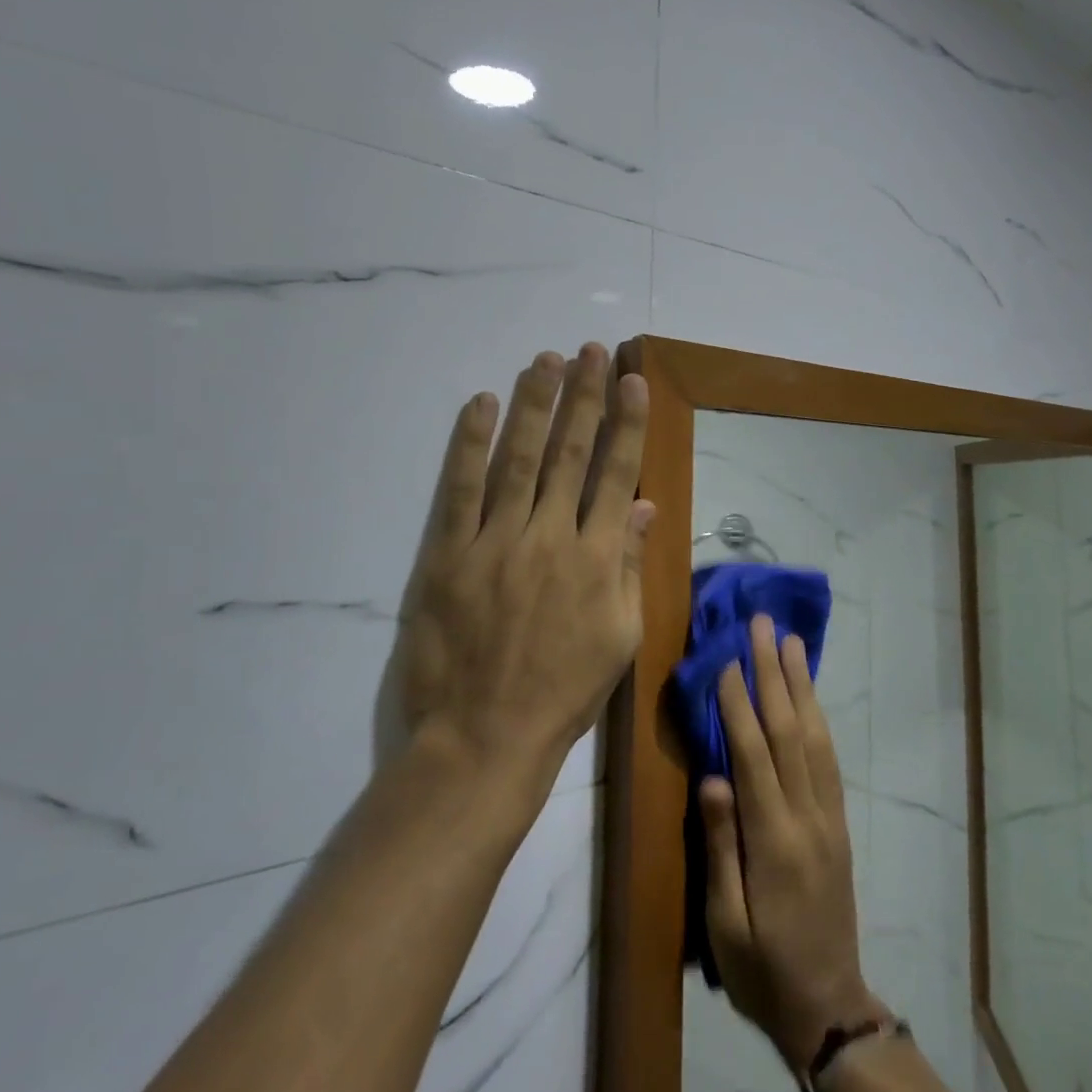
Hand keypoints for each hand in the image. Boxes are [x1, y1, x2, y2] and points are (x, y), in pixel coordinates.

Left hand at [395, 344, 651, 791]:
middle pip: (571, 452)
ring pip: (520, 458)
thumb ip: (629, 565)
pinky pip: (460, 488)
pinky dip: (471, 443)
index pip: (615, 473)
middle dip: (584, 397)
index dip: (625, 423)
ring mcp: (496, 541)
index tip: (631, 381)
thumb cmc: (562, 692)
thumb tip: (642, 505)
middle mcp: (550, 537)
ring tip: (546, 360)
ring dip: (535, 404)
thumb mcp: (619, 636)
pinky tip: (483, 404)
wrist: (484, 738)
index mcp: (597, 558)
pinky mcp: (449, 554)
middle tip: (590, 352)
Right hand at [701, 615, 885, 1074]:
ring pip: (815, 736)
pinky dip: (817, 716)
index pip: (754, 754)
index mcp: (774, 841)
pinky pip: (828, 758)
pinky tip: (809, 695)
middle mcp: (807, 816)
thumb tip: (713, 777)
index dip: (739, 702)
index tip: (727, 658)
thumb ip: (721, 848)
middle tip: (763, 626)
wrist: (827, 1006)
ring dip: (802, 684)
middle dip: (774, 673)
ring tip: (791, 643)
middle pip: (789, 730)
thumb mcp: (726, 923)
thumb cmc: (761, 969)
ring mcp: (829, 816)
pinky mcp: (838, 822)